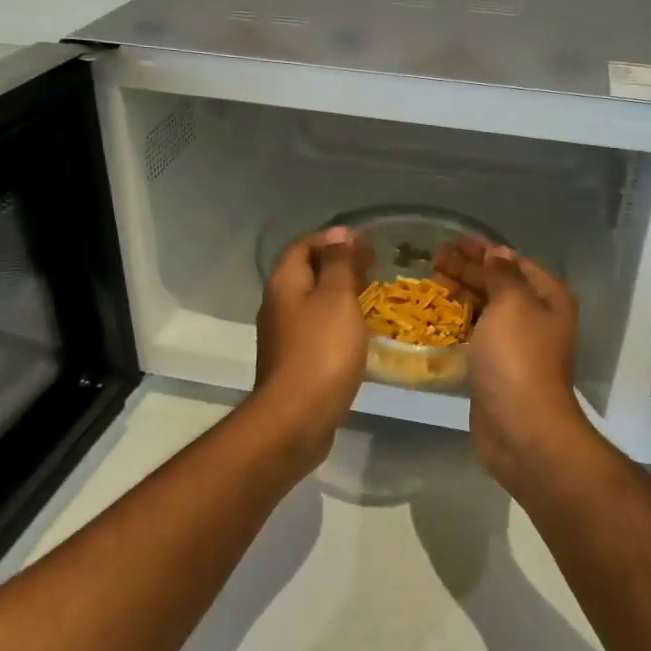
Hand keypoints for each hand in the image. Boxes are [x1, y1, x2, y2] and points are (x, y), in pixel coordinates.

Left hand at [253, 227, 370, 463]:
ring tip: (371, 298)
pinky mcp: (293, 362)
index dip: (332, 239)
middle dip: (338, 266)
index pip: (303, 245)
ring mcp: (283, 336)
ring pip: (312, 303)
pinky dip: (336, 323)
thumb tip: (338, 234)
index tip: (364, 244)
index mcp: (284, 283)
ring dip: (338, 296)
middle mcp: (277, 305)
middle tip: (373, 269)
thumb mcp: (336, 298)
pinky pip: (315, 330)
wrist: (297, 417)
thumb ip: (338, 264)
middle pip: (306, 273)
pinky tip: (358, 334)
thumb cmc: (321, 350)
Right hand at [434, 237, 590, 487]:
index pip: (512, 262)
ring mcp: (516, 345)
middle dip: (468, 269)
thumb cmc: (518, 357)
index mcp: (547, 298)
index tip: (452, 240)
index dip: (483, 250)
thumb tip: (498, 252)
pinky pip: (476, 334)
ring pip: (486, 309)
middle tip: (433, 257)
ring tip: (431, 280)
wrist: (521, 427)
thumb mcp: (512, 304)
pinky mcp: (496, 368)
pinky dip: (459, 321)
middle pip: (498, 284)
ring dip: (461, 293)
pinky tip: (438, 314)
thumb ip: (503, 275)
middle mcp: (536, 318)